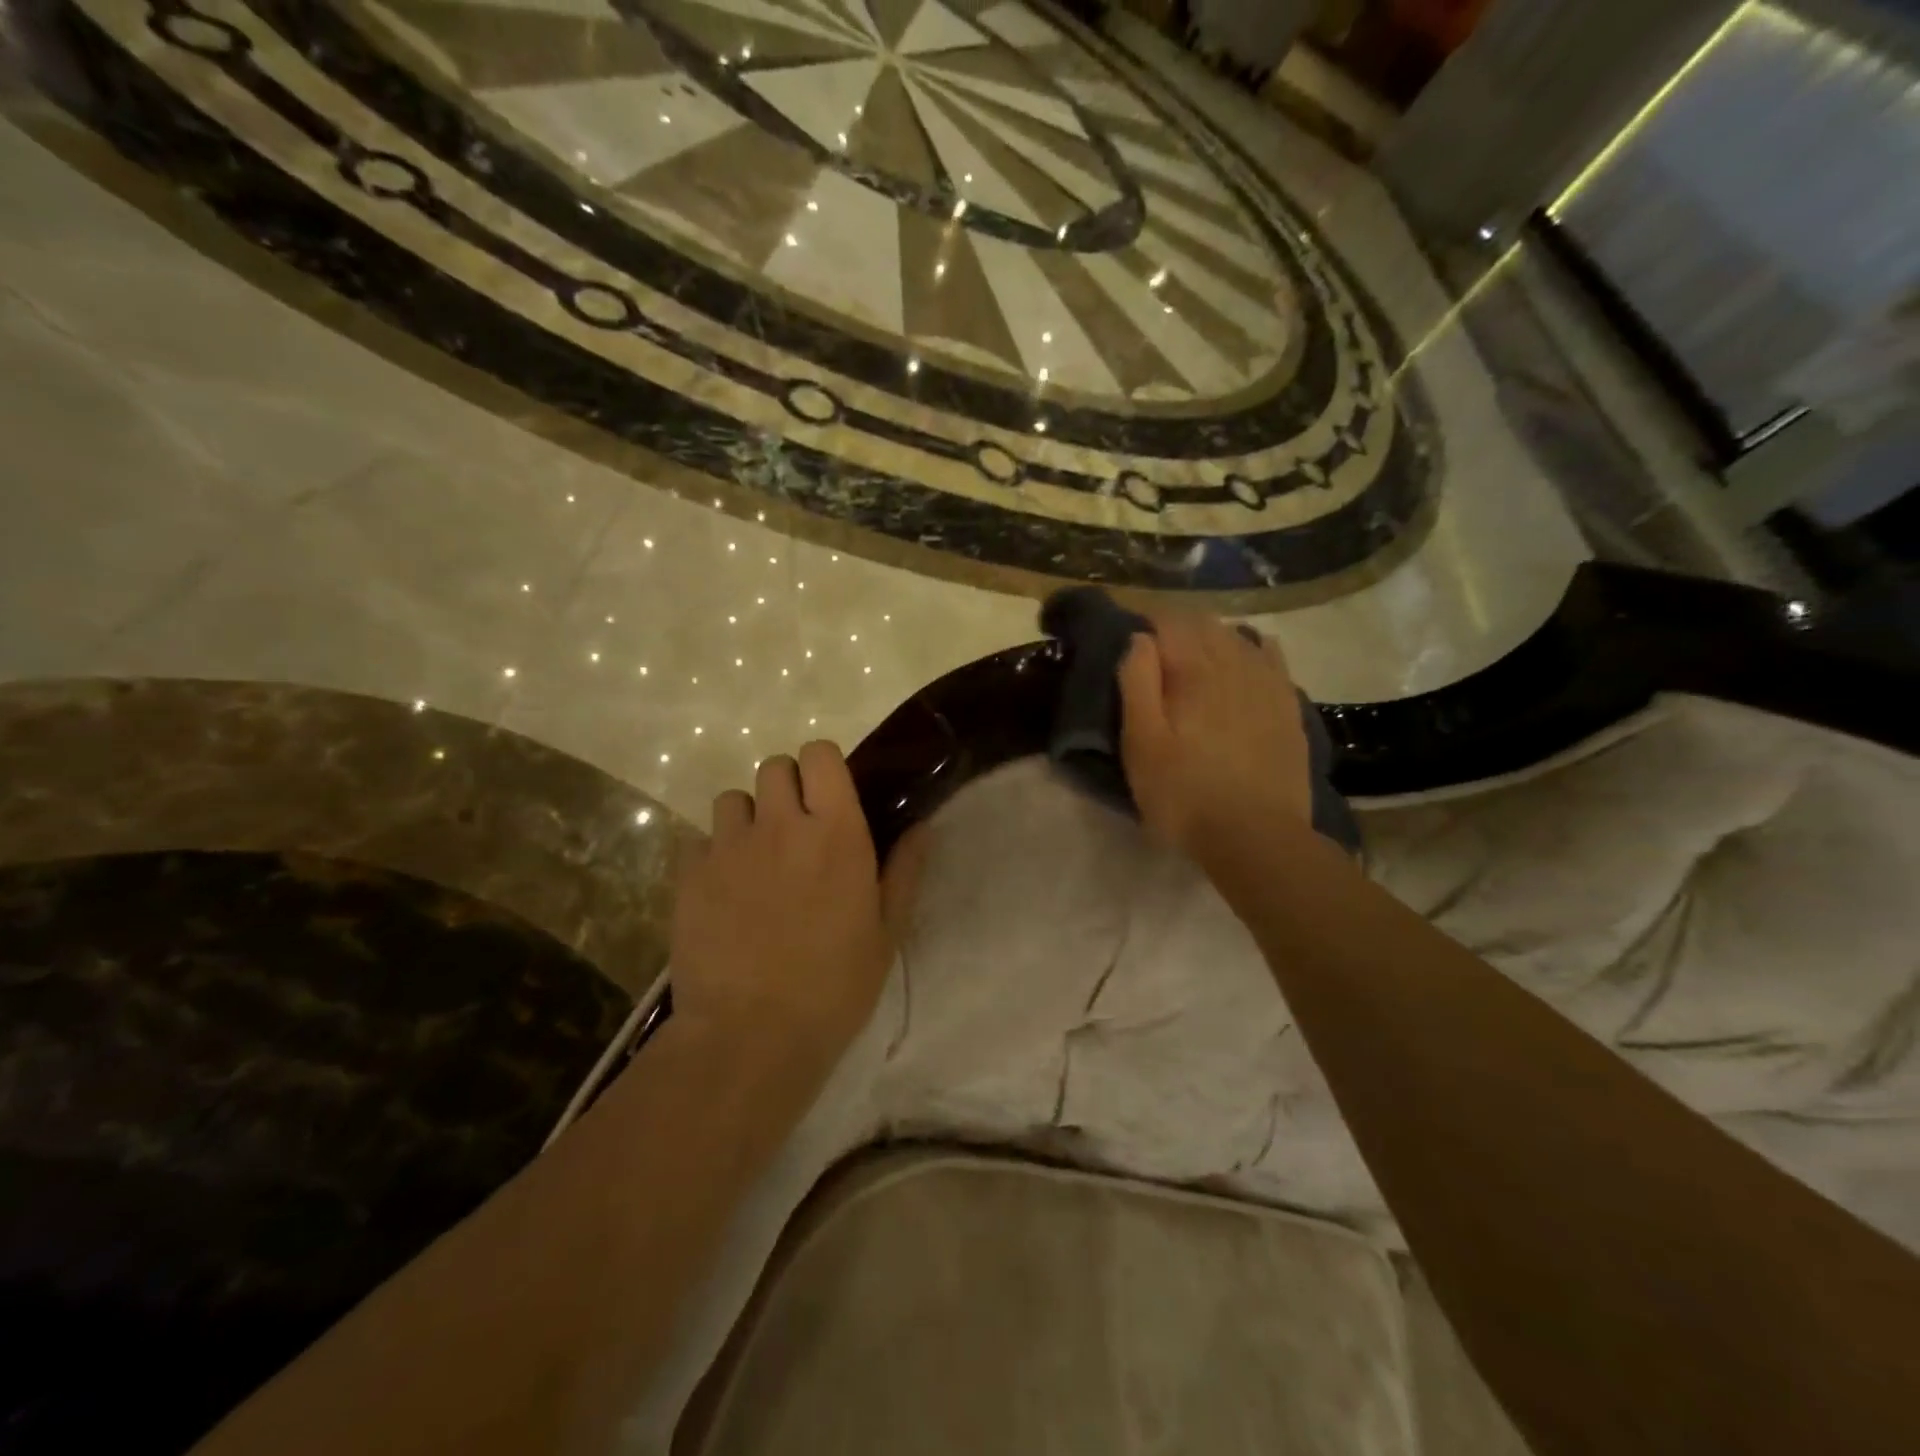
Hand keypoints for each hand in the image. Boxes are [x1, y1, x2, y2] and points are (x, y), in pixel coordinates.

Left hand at [669, 741, 892, 1070]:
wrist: (750, 1036)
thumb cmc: (833, 986)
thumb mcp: (885, 932)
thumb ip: (904, 870)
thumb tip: (921, 826)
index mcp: (835, 831)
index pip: (820, 754)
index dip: (824, 766)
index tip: (829, 796)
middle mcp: (780, 824)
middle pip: (773, 766)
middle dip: (786, 788)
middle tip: (795, 830)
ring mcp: (729, 847)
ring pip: (732, 799)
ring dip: (747, 818)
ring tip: (755, 859)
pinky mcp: (689, 874)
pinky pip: (699, 840)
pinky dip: (712, 855)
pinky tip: (723, 891)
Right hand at [1117, 611, 1313, 858]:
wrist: (1256, 837)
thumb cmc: (1184, 794)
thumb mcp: (1141, 744)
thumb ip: (1137, 684)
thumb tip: (1140, 639)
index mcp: (1195, 670)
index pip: (1169, 620)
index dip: (1146, 620)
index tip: (1129, 634)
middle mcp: (1235, 664)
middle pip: (1205, 624)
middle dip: (1177, 626)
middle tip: (1155, 648)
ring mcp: (1268, 683)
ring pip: (1238, 637)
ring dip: (1211, 635)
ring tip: (1193, 653)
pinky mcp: (1288, 706)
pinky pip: (1272, 657)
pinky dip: (1253, 647)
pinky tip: (1247, 655)